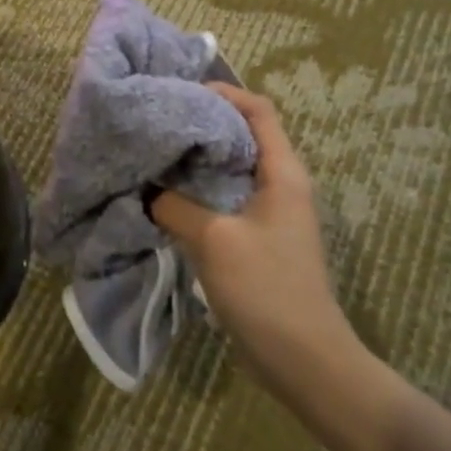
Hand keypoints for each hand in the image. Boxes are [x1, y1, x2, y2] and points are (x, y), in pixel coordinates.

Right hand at [151, 83, 360, 378]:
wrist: (304, 359)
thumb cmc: (266, 288)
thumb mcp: (215, 239)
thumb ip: (175, 206)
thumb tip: (146, 189)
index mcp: (283, 173)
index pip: (259, 111)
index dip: (224, 93)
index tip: (180, 91)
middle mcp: (280, 186)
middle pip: (241, 137)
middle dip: (200, 125)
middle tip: (156, 122)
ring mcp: (269, 215)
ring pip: (229, 171)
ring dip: (194, 162)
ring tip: (153, 155)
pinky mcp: (256, 241)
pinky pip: (223, 202)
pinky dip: (195, 193)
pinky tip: (164, 199)